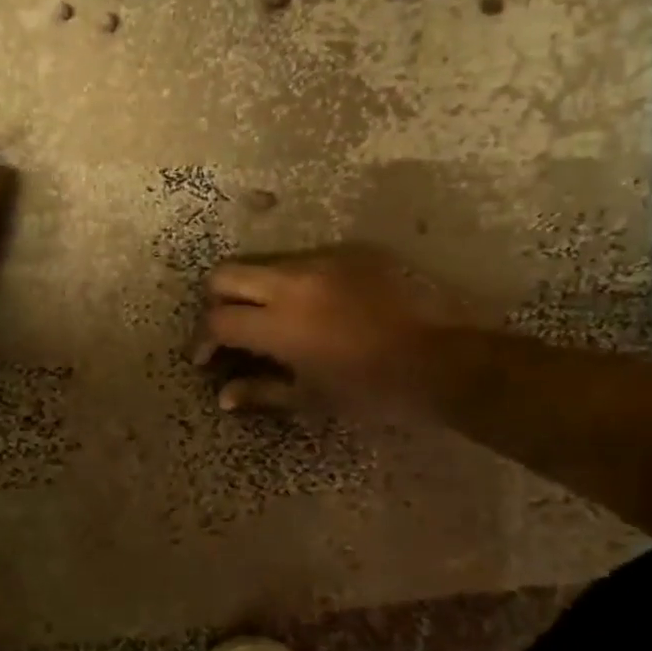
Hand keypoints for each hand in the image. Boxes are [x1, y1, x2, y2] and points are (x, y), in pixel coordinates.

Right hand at [193, 244, 472, 412]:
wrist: (448, 358)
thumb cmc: (376, 390)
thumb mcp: (314, 399)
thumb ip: (262, 392)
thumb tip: (223, 396)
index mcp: (280, 324)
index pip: (218, 320)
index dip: (203, 340)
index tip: (208, 358)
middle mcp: (292, 282)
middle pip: (226, 274)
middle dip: (217, 301)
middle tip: (231, 328)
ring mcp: (323, 260)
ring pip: (266, 262)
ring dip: (257, 289)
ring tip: (274, 318)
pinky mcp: (351, 251)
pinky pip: (307, 260)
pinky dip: (296, 282)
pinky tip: (318, 307)